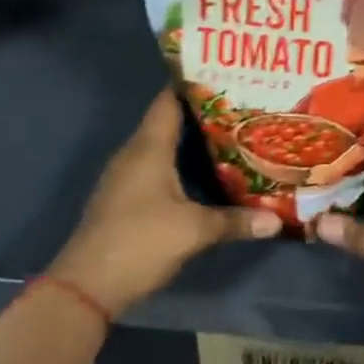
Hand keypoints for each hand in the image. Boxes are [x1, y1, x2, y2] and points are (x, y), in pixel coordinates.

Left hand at [52, 88, 282, 314]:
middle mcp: (134, 154)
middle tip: (243, 107)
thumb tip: (277, 221)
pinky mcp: (126, 198)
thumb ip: (236, 221)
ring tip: (232, 135)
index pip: (169, 100)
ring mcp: (126, 177)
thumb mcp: (194, 231)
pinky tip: (206, 173)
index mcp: (148, 147)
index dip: (195, 85)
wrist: (86, 287)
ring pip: (163, 146)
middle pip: (169, 121)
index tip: (228, 77)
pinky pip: (157, 167)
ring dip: (193, 141)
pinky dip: (181, 164)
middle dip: (204, 113)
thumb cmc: (140, 242)